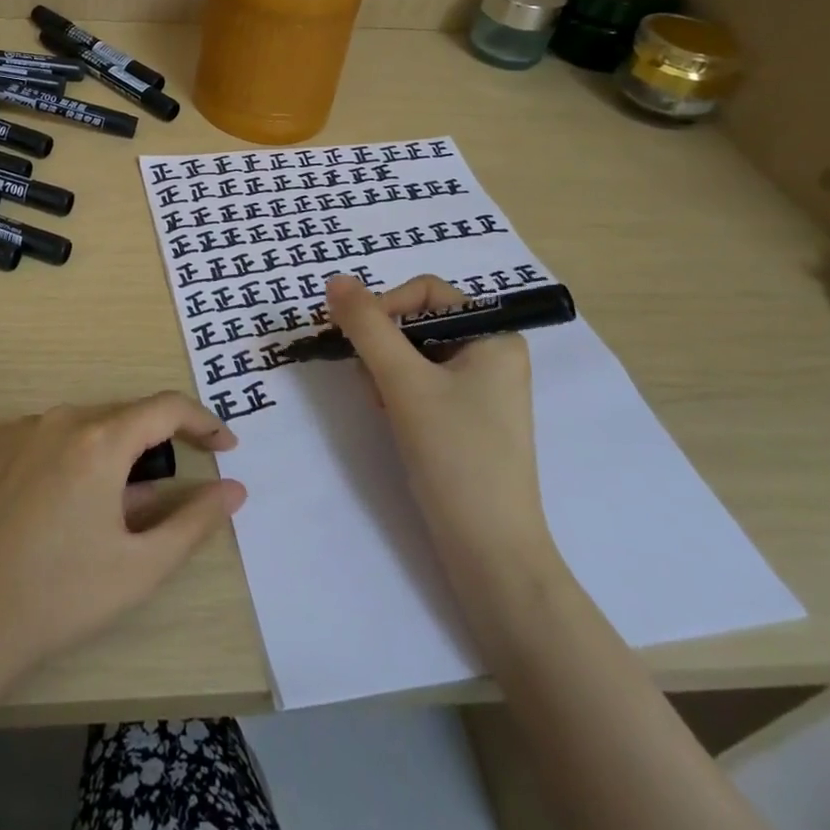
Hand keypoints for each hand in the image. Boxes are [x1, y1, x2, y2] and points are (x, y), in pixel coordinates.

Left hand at [0, 393, 246, 693]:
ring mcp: (17, 431)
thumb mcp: (139, 567)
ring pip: (83, 429)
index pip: (166, 408)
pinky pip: (45, 439)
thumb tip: (234, 489)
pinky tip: (58, 510)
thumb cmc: (58, 597)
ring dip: (110, 456)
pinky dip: (69, 459)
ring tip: (109, 512)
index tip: (225, 447)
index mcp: (99, 441)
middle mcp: (58, 420)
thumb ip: (194, 522)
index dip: (203, 421)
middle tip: (164, 496)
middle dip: (155, 447)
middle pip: (123, 418)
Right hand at [324, 274, 555, 582]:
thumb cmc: (454, 453)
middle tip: (370, 380)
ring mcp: (481, 389)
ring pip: (414, 354)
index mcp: (495, 335)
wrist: (489, 550)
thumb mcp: (403, 381)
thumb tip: (335, 279)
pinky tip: (392, 419)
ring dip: (386, 371)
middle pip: (418, 322)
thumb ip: (367, 326)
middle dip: (384, 346)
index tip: (353, 337)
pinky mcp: (466, 419)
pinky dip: (398, 393)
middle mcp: (492, 354)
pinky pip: (422, 383)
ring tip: (383, 405)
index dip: (384, 305)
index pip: (426, 292)